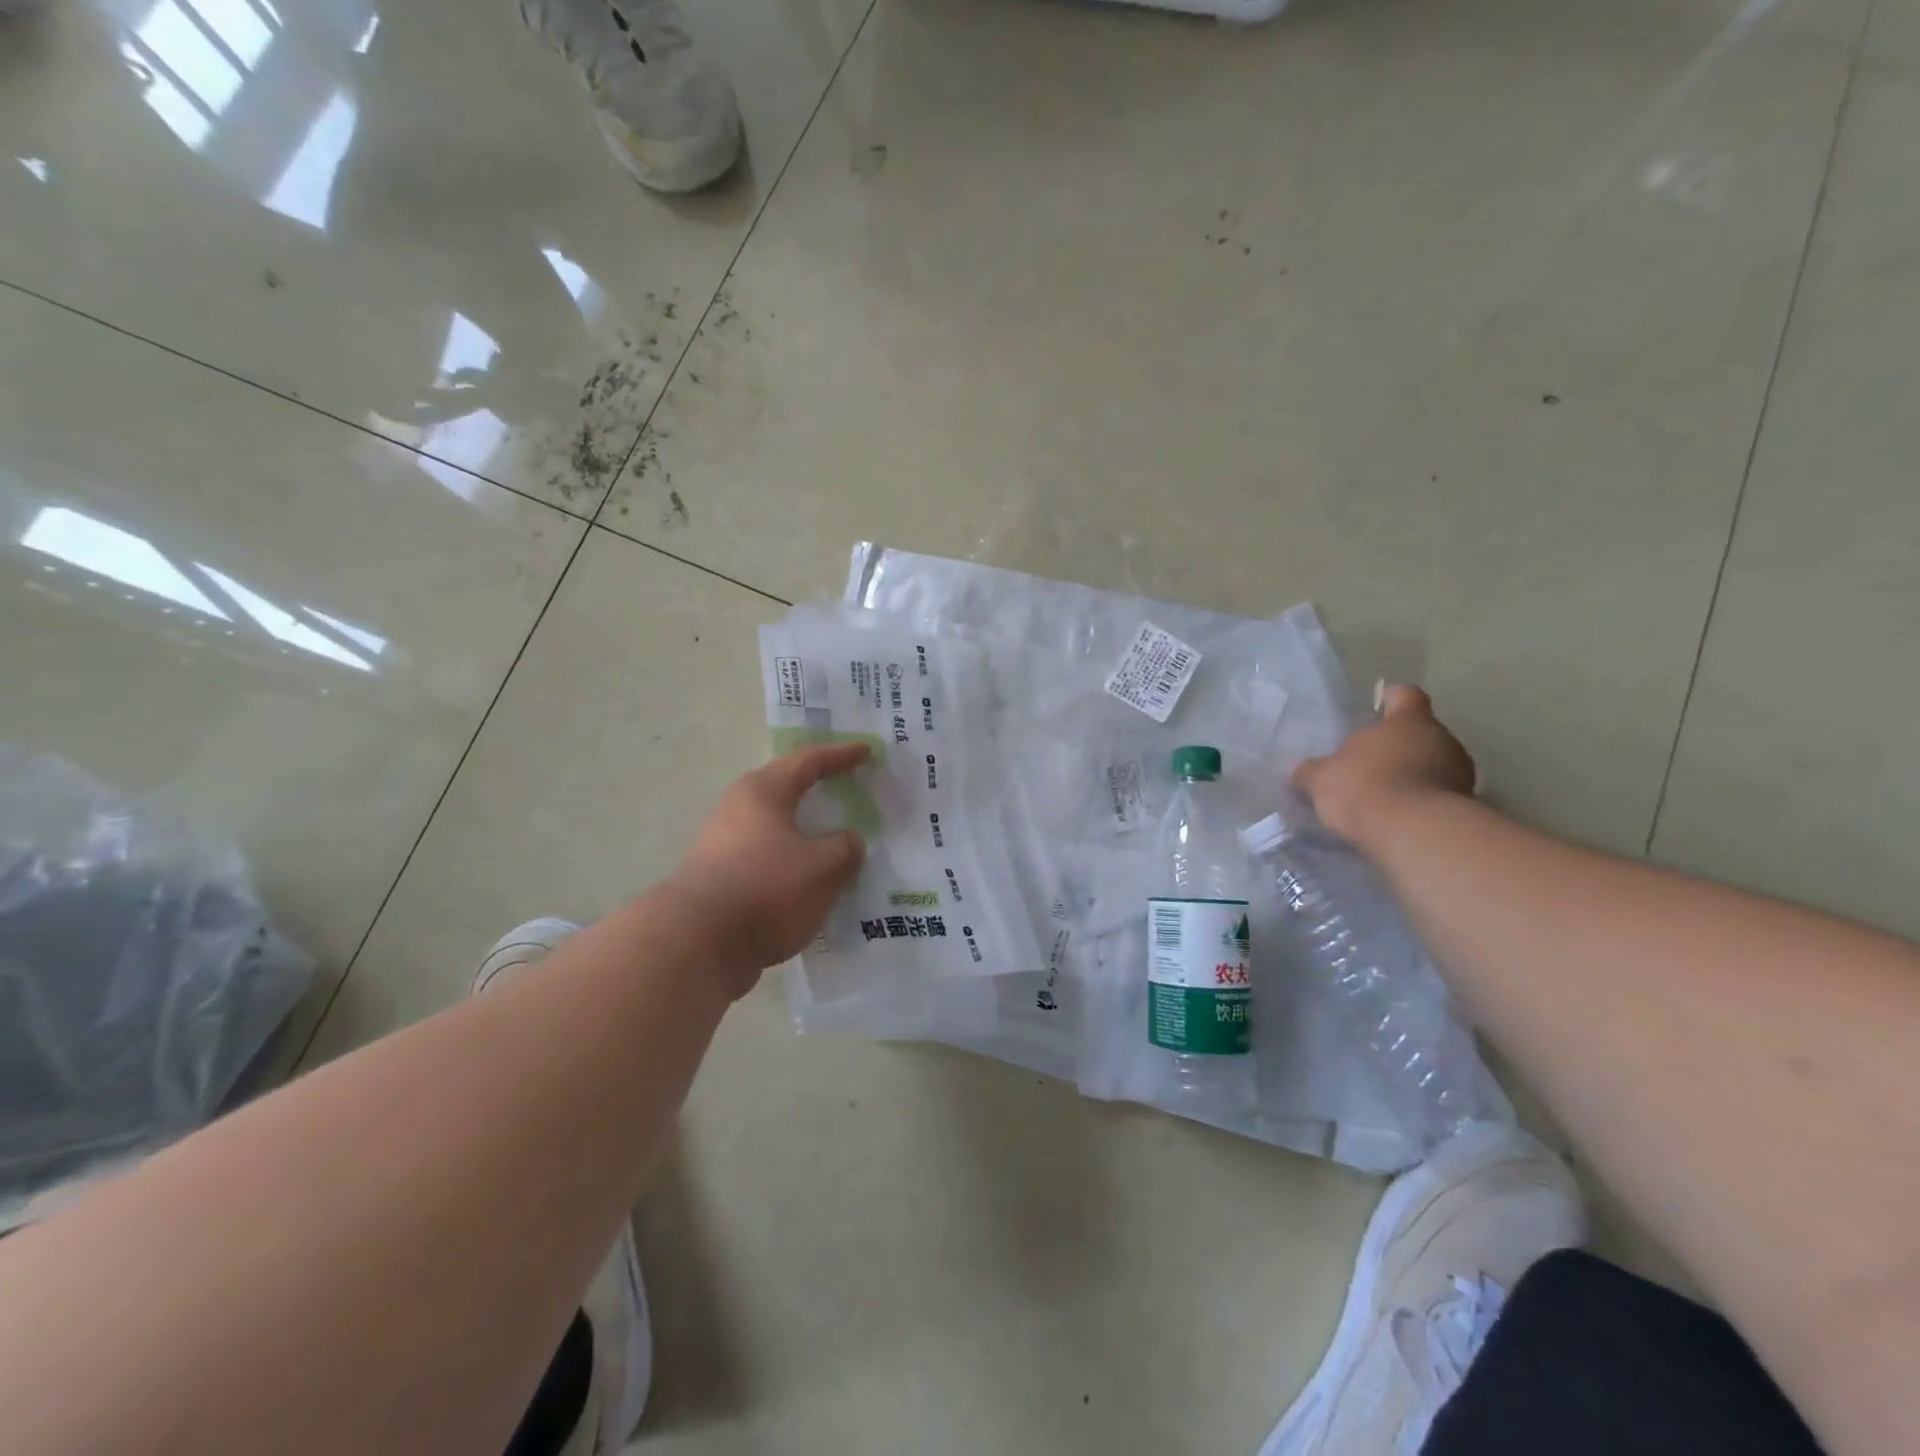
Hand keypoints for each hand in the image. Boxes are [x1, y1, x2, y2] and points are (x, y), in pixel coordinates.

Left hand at [671, 742, 869, 993]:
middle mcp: (739, 808)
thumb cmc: (766, 889)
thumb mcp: (823, 867)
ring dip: (805, 830)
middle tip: (847, 785)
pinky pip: (767, 857)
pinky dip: (792, 861)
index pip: (809, 761)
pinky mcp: (720, 878)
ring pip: (775, 826)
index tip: (867, 751)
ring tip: (834, 838)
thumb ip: (845, 849)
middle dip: (818, 787)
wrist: (697, 944)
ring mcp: (724, 844)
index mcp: (764, 792)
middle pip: (785, 788)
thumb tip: (847, 843)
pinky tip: (810, 880)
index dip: (840, 755)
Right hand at [1292, 685, 1475, 845]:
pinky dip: (1421, 803)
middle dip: (1399, 746)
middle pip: (1421, 733)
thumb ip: (1310, 771)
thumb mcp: (1321, 779)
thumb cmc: (1364, 787)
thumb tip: (1299, 770)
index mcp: (1408, 721)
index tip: (1378, 710)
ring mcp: (1460, 774)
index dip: (1392, 700)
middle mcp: (1442, 739)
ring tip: (1384, 797)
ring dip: (1413, 776)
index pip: (1406, 696)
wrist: (1414, 834)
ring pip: (1434, 765)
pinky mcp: (1466, 807)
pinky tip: (1398, 820)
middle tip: (1370, 763)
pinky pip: (1439, 797)